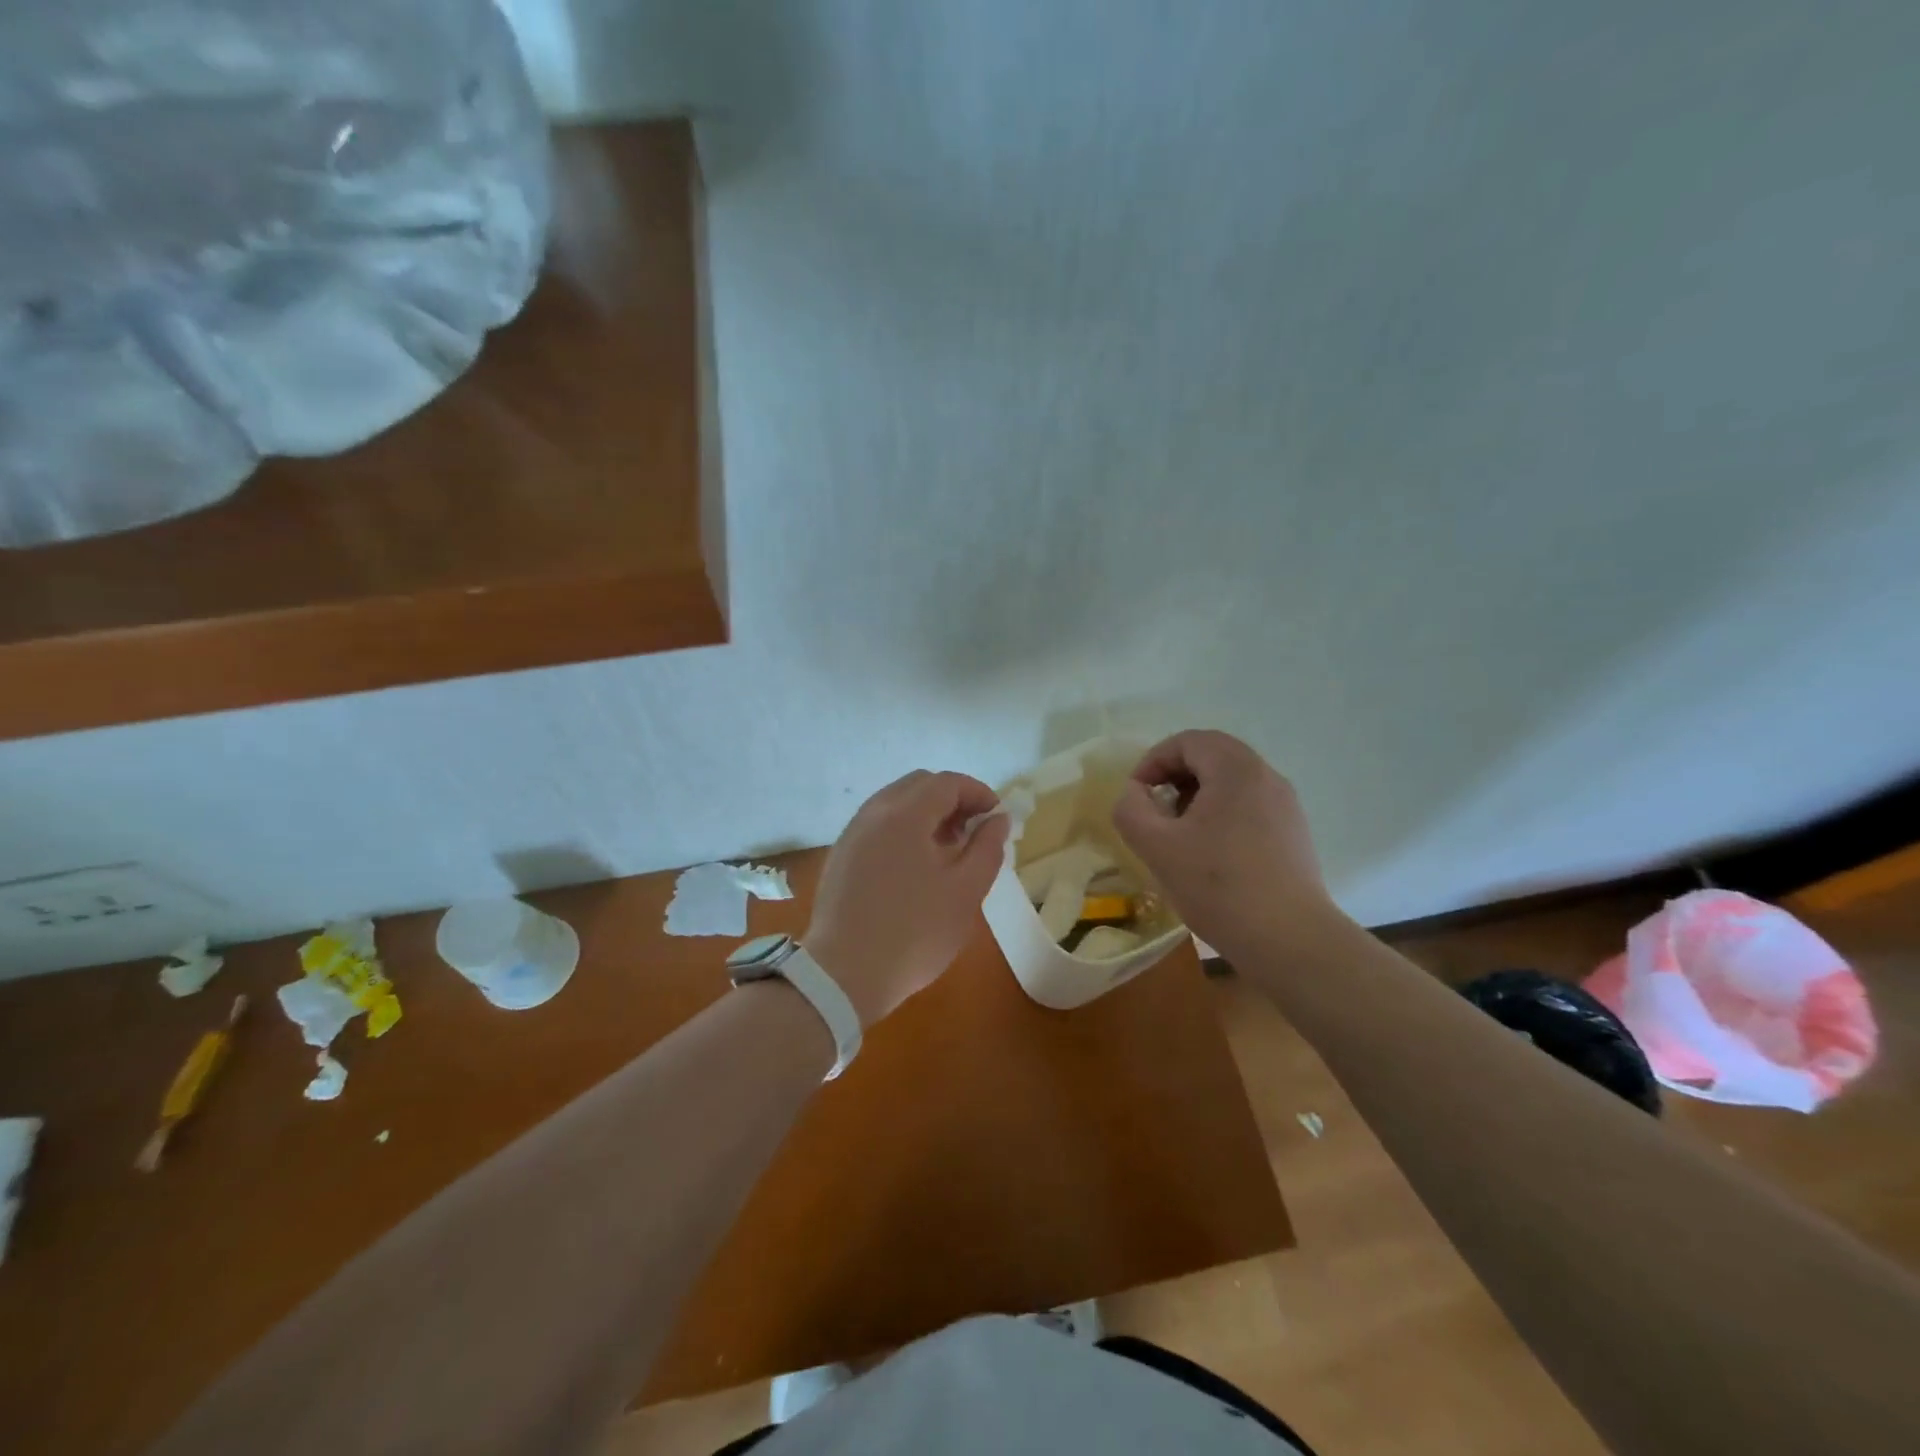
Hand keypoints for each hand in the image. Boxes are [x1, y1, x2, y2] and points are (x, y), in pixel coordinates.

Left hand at [807, 770, 1010, 1026]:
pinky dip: (903, 830)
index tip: (997, 819)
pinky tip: (915, 867)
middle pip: (919, 785)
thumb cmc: (914, 932)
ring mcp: (852, 833)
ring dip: (926, 815)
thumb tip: (997, 819)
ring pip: (896, 804)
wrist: (843, 974)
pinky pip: (878, 825)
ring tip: (947, 852)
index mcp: (905, 813)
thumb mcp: (966, 891)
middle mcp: (874, 812)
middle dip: (952, 800)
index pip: (947, 782)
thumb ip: (987, 847)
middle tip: (973, 833)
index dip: (978, 793)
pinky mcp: (841, 856)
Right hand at [1111, 730, 1344, 958]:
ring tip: (1178, 837)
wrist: (1290, 940)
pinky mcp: (1293, 833)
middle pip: (1211, 756)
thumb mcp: (1157, 846)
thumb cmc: (1219, 886)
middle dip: (1174, 778)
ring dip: (1196, 798)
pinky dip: (1221, 816)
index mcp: (1236, 769)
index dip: (1153, 762)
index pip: (1187, 741)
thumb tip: (1135, 794)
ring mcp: (1285, 805)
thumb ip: (1131, 809)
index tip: (1136, 797)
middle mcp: (1266, 776)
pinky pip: (1249, 806)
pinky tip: (1210, 856)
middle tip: (1155, 813)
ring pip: (1231, 783)